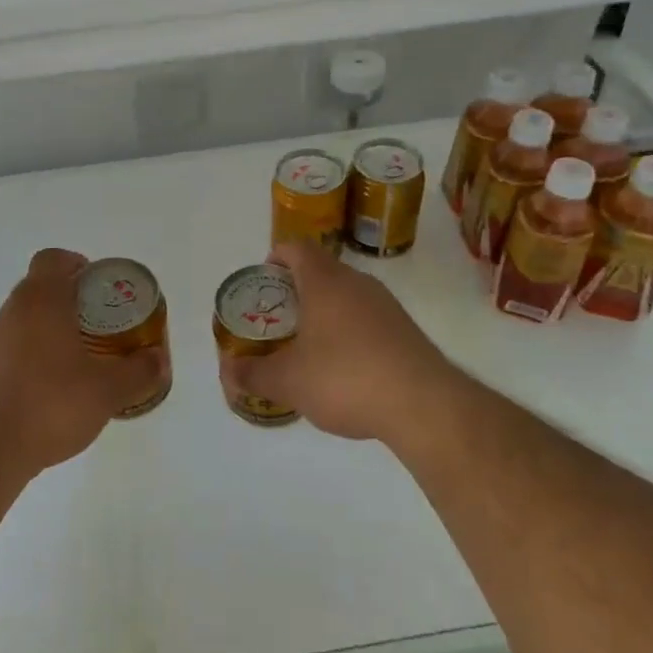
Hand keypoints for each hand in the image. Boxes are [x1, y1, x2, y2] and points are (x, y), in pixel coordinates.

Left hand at [0, 249, 167, 477]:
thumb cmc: (48, 405)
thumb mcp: (107, 390)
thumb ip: (139, 372)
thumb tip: (159, 360)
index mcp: (40, 301)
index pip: (53, 259)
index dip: (78, 265)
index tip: (100, 289)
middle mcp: (9, 313)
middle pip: (41, 291)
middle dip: (73, 305)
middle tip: (102, 329)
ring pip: (25, 324)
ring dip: (52, 335)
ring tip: (80, 366)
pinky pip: (11, 354)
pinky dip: (32, 363)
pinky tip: (50, 396)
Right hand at [219, 242, 471, 450]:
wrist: (423, 404)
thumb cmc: (345, 378)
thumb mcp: (288, 382)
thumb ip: (253, 374)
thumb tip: (228, 371)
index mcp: (325, 282)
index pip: (296, 248)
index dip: (276, 258)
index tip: (263, 282)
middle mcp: (357, 283)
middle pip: (321, 271)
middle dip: (296, 290)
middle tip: (277, 319)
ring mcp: (386, 305)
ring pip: (346, 295)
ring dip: (324, 312)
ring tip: (306, 346)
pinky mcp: (405, 330)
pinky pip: (367, 318)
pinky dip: (348, 332)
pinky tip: (342, 368)